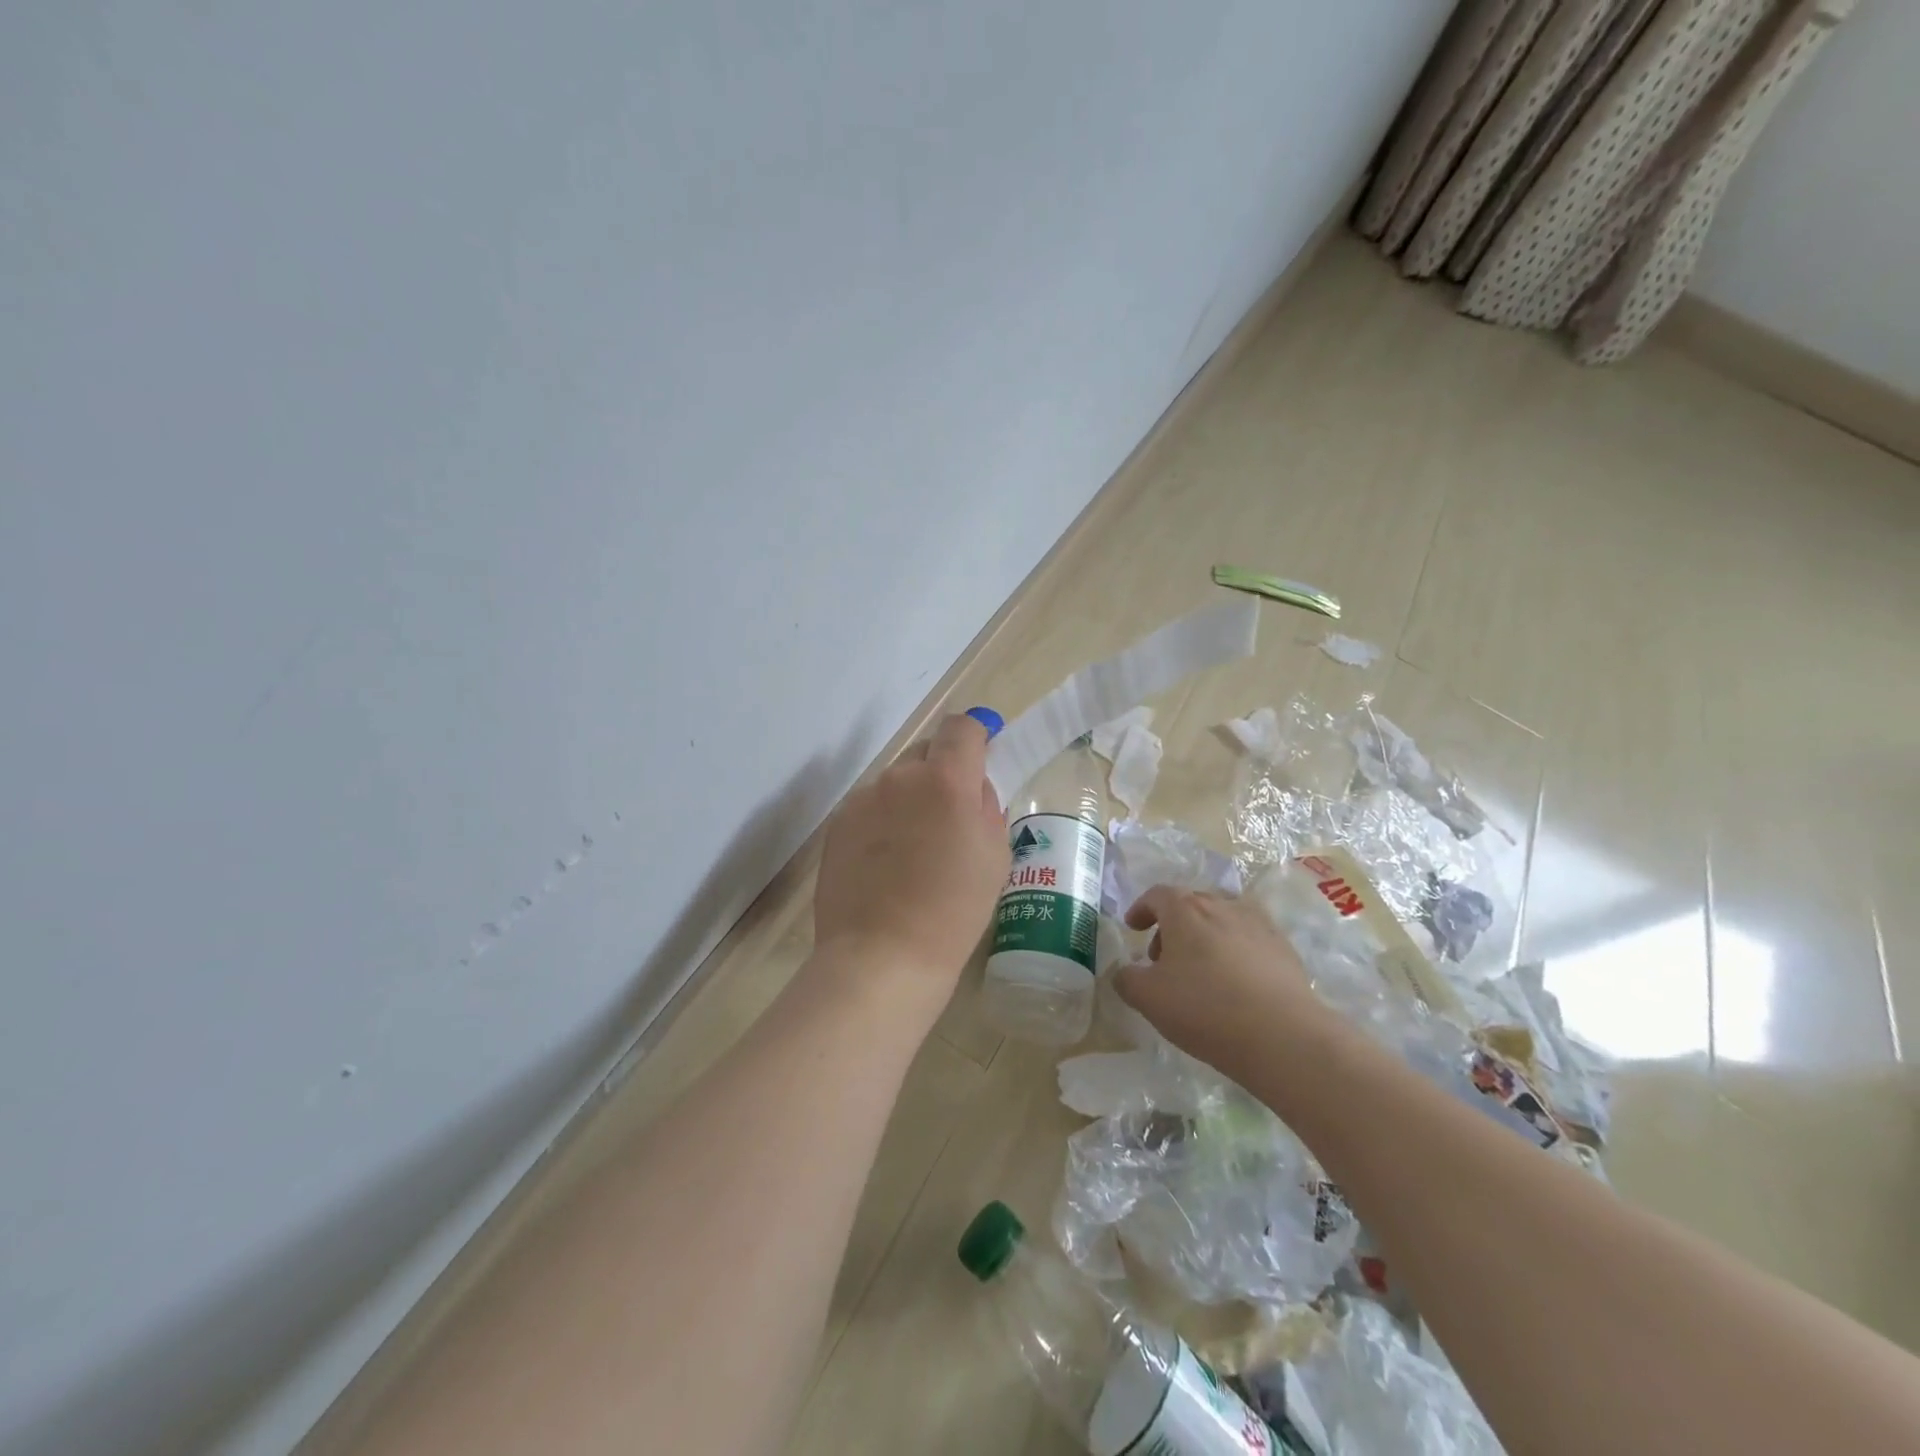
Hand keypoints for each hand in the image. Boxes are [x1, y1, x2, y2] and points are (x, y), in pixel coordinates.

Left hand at [811, 712, 1008, 1004]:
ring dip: (910, 799)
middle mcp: (899, 777)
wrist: (882, 956)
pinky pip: (869, 807)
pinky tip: (885, 864)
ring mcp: (862, 799)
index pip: (960, 727)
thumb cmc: (953, 910)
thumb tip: (971, 786)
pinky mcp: (837, 824)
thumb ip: (985, 806)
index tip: (981, 755)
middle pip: (925, 752)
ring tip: (913, 851)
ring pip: (895, 782)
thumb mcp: (994, 855)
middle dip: (942, 773)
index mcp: (946, 780)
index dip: (975, 735)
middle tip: (950, 818)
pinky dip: (882, 821)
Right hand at [1115, 887, 1330, 1077]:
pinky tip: (1235, 984)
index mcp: (1185, 909)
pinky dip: (1235, 952)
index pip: (1157, 895)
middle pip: (1191, 904)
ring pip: (1222, 920)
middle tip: (1163, 958)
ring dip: (1205, 937)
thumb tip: (1124, 972)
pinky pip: (1250, 940)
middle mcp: (1222, 905)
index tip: (1134, 927)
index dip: (1141, 909)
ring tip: (1200, 972)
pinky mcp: (1284, 948)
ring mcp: (1258, 924)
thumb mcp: (1149, 998)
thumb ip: (1126, 979)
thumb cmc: (1205, 1008)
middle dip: (1172, 926)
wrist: (1284, 1036)